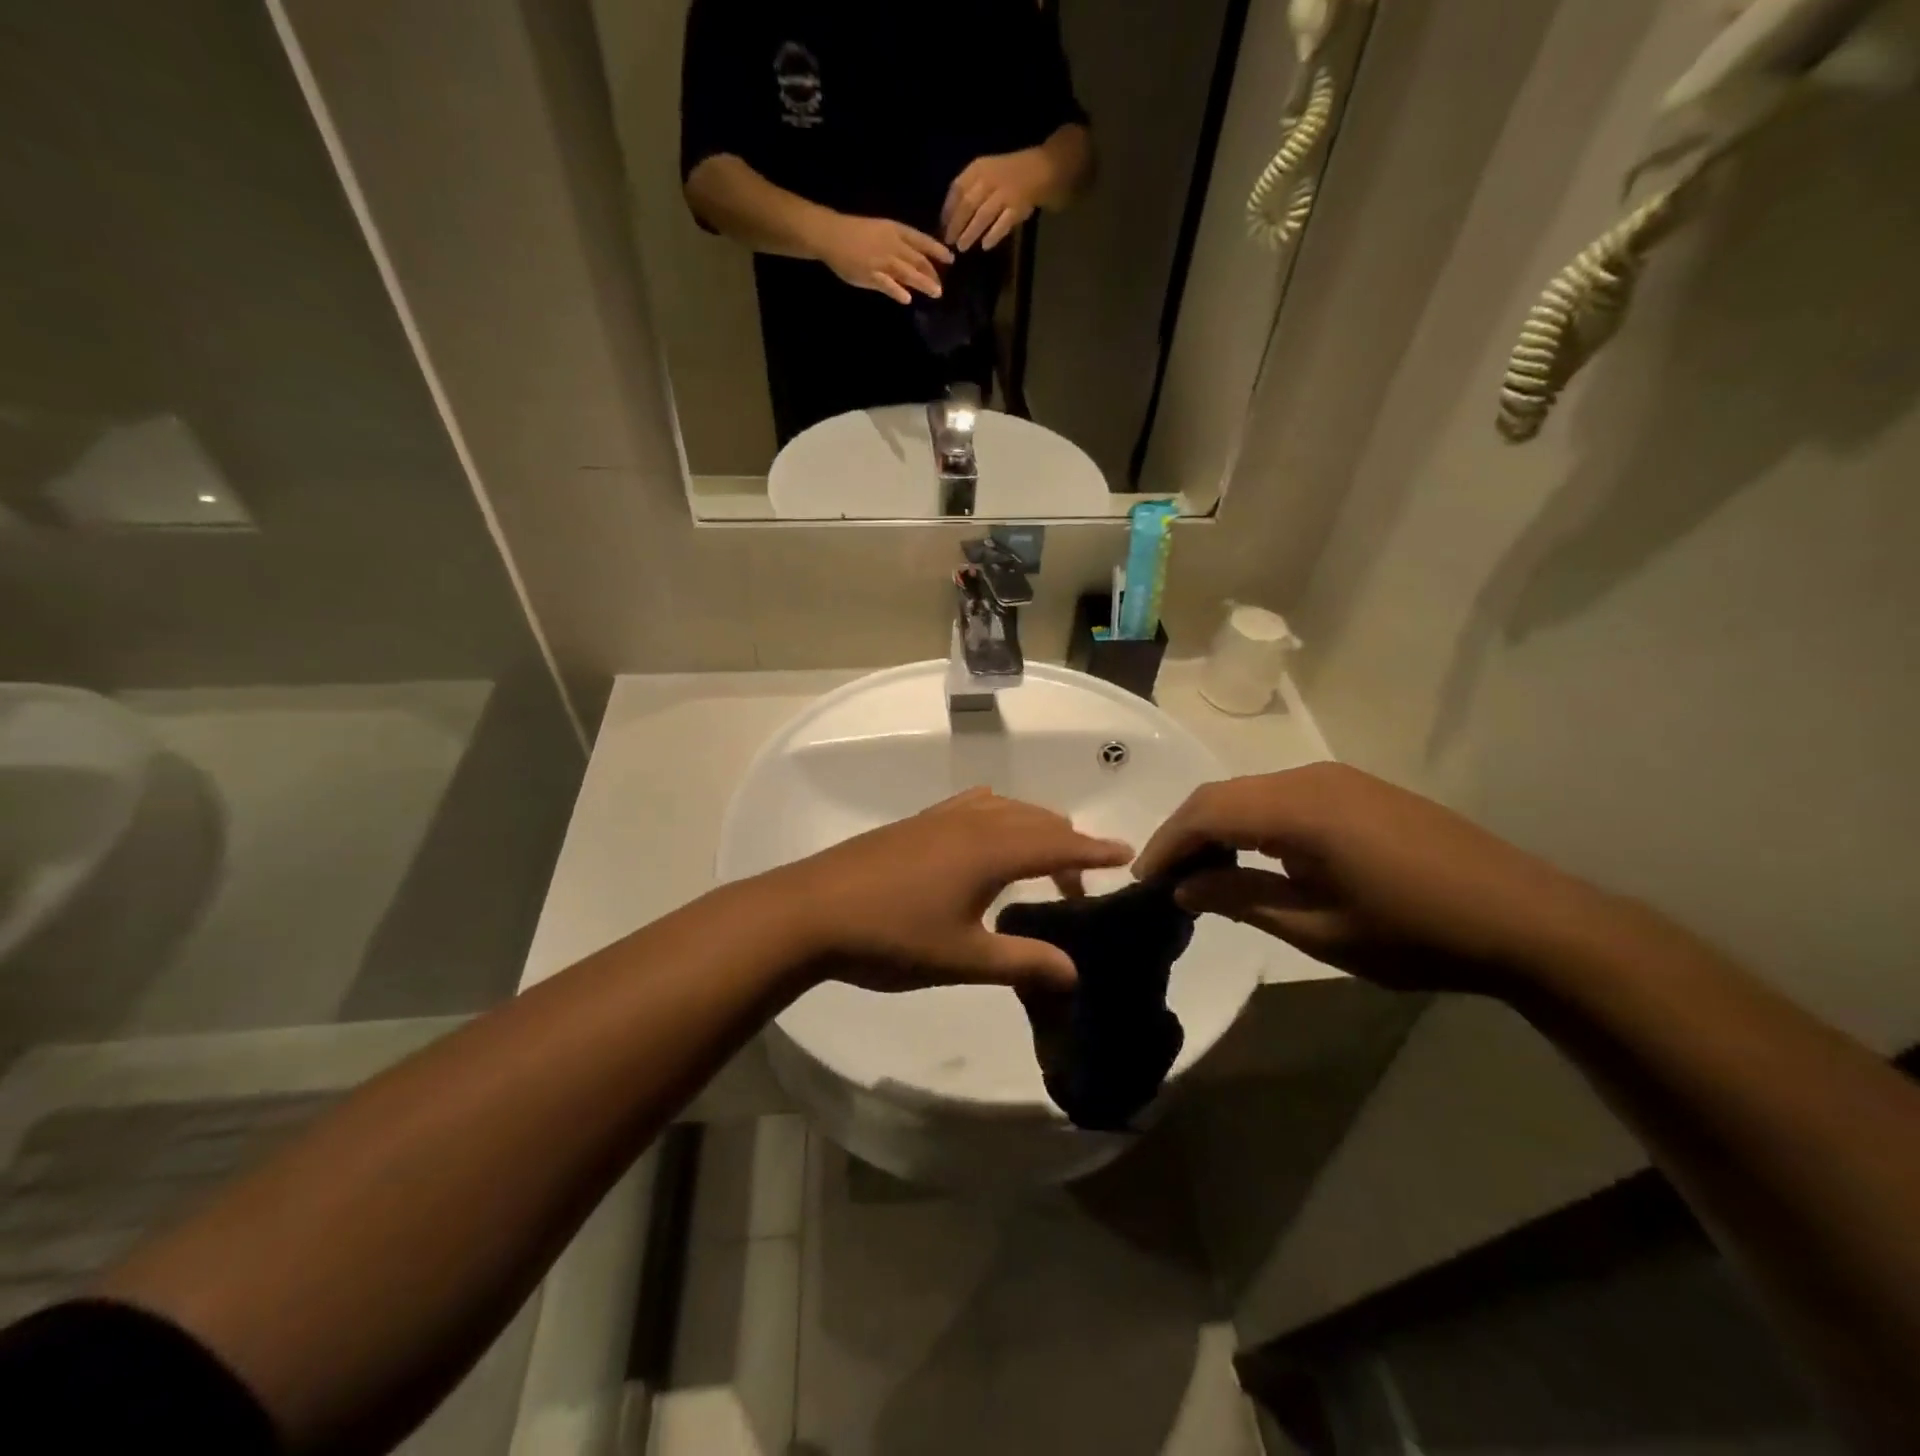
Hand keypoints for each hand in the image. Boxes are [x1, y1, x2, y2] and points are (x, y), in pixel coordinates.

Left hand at [763, 788, 1131, 993]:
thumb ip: (1022, 961)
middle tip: (1077, 886)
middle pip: (1036, 820)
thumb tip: (1074, 971)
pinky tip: (986, 842)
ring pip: (1005, 809)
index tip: (1126, 854)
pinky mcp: (915, 824)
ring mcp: (940, 818)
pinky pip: (973, 806)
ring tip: (1038, 862)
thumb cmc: (891, 938)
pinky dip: (999, 818)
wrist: (811, 912)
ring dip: (1031, 829)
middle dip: (1066, 845)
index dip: (1094, 850)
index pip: (1058, 842)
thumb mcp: (963, 959)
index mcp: (991, 850)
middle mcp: (972, 822)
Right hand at [811, 213, 952, 303]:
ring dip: (923, 283)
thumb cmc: (857, 232)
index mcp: (895, 231)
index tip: (951, 259)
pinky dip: (898, 291)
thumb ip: (899, 246)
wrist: (832, 235)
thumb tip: (917, 262)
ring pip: (907, 272)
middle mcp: (892, 244)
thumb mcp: (882, 231)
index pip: (922, 240)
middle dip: (932, 273)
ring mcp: (881, 260)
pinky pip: (887, 284)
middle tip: (941, 286)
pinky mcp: (870, 274)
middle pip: (918, 259)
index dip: (938, 250)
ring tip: (935, 293)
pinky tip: (907, 299)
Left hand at [943, 149, 1052, 250]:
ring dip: (970, 233)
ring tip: (962, 247)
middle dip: (956, 225)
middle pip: (968, 204)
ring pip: (983, 215)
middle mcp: (990, 179)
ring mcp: (1004, 193)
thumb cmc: (1005, 176)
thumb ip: (967, 191)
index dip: (948, 210)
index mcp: (978, 169)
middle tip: (949, 242)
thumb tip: (948, 218)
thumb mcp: (984, 174)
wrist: (1038, 170)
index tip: (942, 227)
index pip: (957, 189)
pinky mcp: (1017, 207)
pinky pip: (1003, 223)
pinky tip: (985, 246)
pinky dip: (993, 235)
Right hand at [1135, 763, 1605, 994]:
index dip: (1168, 843)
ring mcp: (1337, 780)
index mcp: (1298, 808)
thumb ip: (1242, 901)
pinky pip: (1283, 797)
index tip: (1143, 881)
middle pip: (1224, 795)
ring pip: (1251, 793)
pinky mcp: (1358, 791)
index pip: (1207, 812)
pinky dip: (1252, 823)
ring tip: (1203, 872)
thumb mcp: (1320, 929)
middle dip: (1187, 834)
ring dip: (1219, 827)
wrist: (1530, 920)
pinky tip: (1255, 857)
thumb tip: (1183, 888)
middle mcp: (1310, 778)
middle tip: (1165, 879)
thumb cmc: (1417, 933)